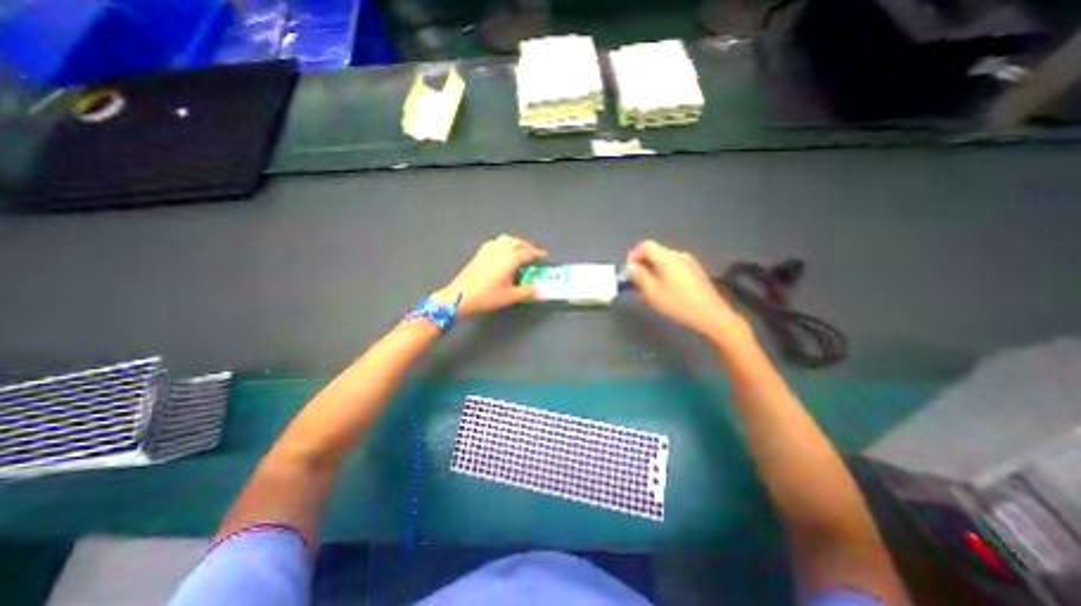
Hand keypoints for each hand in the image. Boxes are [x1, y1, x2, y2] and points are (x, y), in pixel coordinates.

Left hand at [435, 235, 550, 318]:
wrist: (460, 296)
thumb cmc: (487, 296)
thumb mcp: (510, 297)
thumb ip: (527, 292)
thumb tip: (540, 291)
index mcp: (511, 258)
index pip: (529, 252)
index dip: (538, 254)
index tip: (545, 257)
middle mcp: (501, 250)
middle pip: (519, 243)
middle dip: (528, 247)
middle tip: (534, 255)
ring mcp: (489, 250)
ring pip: (507, 239)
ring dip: (516, 243)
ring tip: (520, 251)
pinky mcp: (480, 253)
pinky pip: (496, 242)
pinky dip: (504, 243)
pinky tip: (502, 252)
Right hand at [627, 238, 753, 342]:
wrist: (711, 315)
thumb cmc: (678, 303)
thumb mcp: (652, 292)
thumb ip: (639, 276)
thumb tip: (631, 266)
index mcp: (667, 258)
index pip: (646, 246)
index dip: (634, 255)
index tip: (628, 269)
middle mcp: (679, 255)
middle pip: (656, 252)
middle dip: (643, 263)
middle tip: (635, 280)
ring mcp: (690, 263)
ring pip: (665, 260)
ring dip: (653, 269)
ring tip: (648, 287)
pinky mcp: (696, 272)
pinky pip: (675, 267)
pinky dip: (664, 273)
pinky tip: (664, 289)